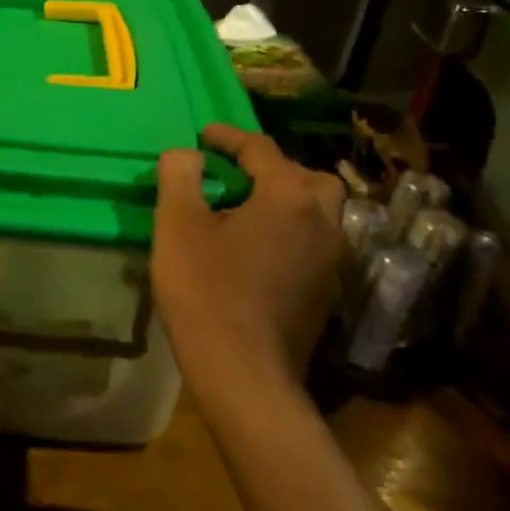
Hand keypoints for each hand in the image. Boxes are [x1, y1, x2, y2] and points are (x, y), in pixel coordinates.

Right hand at [152, 124, 344, 398]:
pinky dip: (289, 230)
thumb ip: (180, 176)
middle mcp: (323, 219)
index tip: (202, 136)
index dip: (227, 137)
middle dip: (267, 168)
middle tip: (231, 176)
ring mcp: (332, 258)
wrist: (244, 374)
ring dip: (284, 199)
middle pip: (301, 175)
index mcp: (289, 195)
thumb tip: (186, 154)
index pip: (260, 148)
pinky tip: (258, 248)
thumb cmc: (206, 291)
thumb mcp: (177, 225)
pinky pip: (312, 240)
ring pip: (315, 209)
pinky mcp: (328, 290)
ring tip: (245, 210)